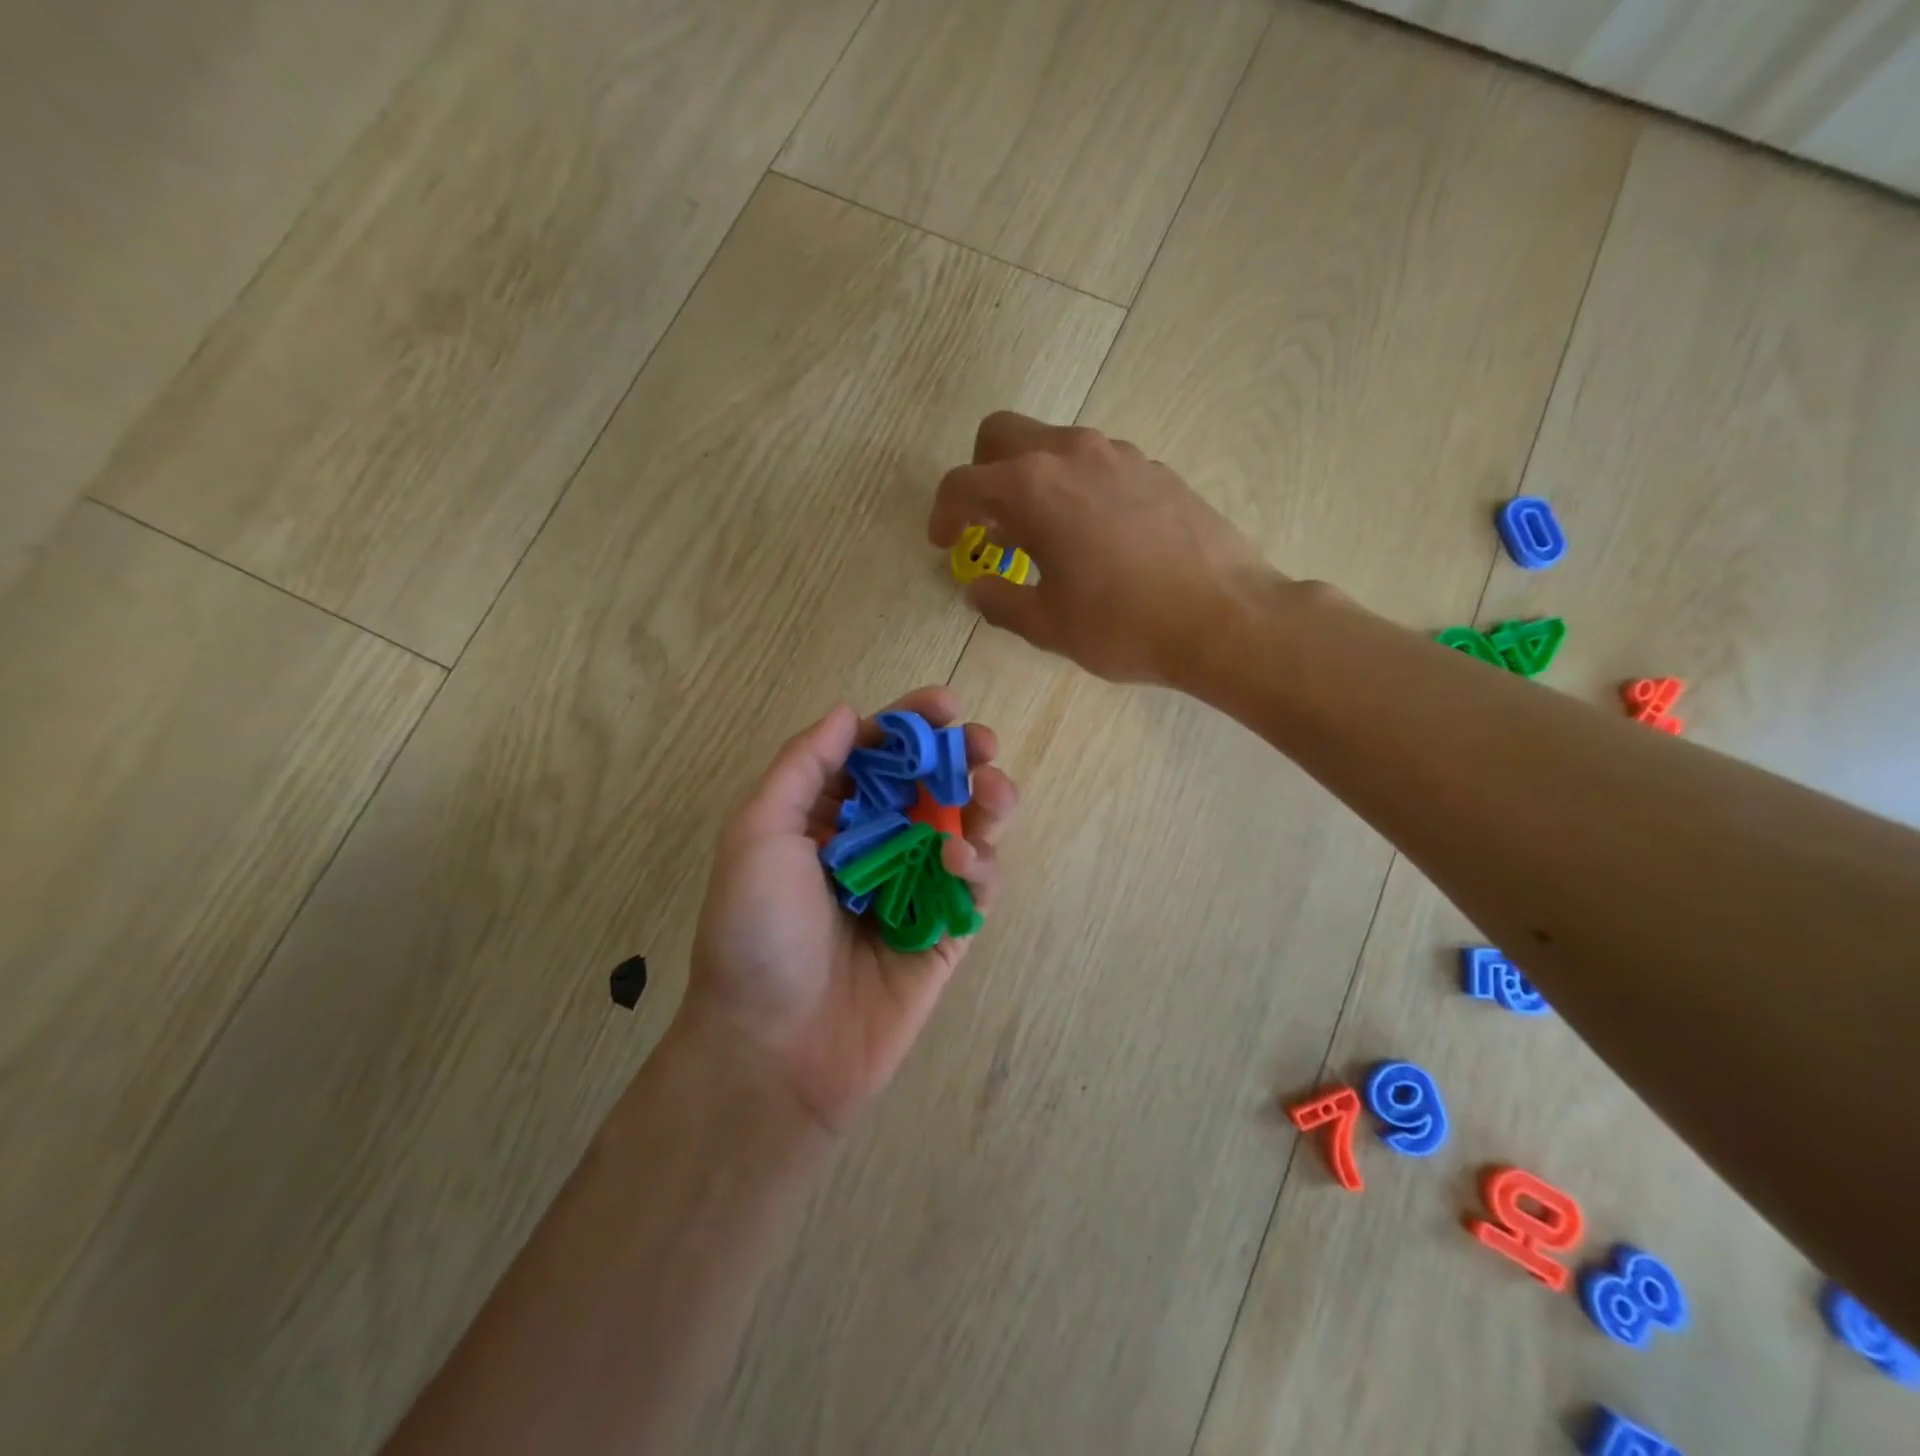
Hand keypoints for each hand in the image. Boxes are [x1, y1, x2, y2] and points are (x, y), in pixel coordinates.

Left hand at [681, 687, 1016, 1133]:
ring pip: (965, 829)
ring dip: (986, 801)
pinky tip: (961, 860)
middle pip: (931, 786)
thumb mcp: (757, 834)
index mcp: (828, 818)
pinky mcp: (945, 932)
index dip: (911, 724)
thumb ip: (803, 767)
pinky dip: (980, 862)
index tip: (944, 705)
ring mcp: (915, 889)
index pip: (878, 755)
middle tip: (981, 744)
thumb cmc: (756, 933)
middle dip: (961, 757)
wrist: (773, 1049)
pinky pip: (976, 885)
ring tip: (991, 793)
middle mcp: (876, 846)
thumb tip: (848, 712)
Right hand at [927, 411, 1276, 684]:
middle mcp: (1071, 453)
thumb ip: (999, 600)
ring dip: (1030, 479)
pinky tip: (1092, 534)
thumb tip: (978, 586)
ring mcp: (1119, 454)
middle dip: (981, 474)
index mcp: (1032, 488)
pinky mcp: (1155, 468)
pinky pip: (1096, 462)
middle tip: (987, 524)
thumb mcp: (1047, 625)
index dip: (942, 514)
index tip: (944, 543)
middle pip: (1002, 435)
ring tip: (1041, 534)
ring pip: (1052, 444)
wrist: (1223, 617)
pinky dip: (1075, 486)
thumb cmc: (1123, 625)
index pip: (963, 483)